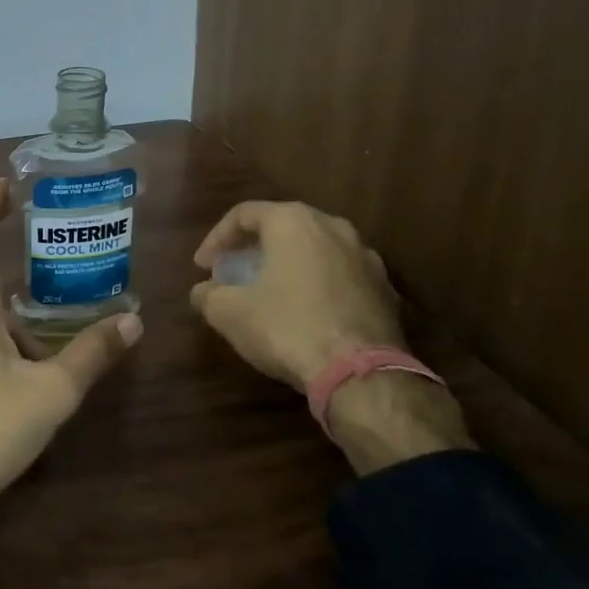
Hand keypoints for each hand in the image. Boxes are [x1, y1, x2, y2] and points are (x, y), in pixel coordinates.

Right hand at [188, 200, 401, 386]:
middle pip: (283, 227)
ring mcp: (366, 258)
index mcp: (294, 222)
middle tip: (233, 273)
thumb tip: (203, 292)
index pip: (244, 214)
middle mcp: (334, 227)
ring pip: (315, 250)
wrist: (361, 374)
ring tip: (268, 292)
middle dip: (253, 249)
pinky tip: (304, 314)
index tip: (203, 267)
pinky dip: (316, 286)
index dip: (216, 239)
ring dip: (287, 265)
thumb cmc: (287, 328)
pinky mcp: (385, 290)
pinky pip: (339, 276)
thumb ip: (208, 295)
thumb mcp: (229, 313)